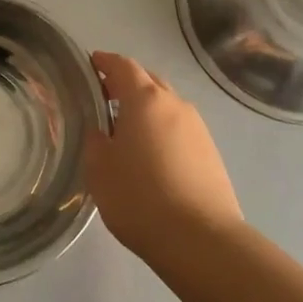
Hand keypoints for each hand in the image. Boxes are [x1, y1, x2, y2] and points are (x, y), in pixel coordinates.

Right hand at [83, 52, 244, 264]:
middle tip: (105, 97)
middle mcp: (175, 104)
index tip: (91, 63)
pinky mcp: (211, 152)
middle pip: (148, 81)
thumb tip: (101, 130)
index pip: (123, 66)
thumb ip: (95, 141)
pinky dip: (162, 130)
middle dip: (127, 83)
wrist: (200, 239)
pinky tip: (152, 154)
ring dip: (146, 109)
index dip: (105, 62)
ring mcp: (198, 128)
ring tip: (127, 130)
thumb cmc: (139, 197)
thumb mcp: (99, 169)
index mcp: (145, 99)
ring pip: (167, 106)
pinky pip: (180, 128)